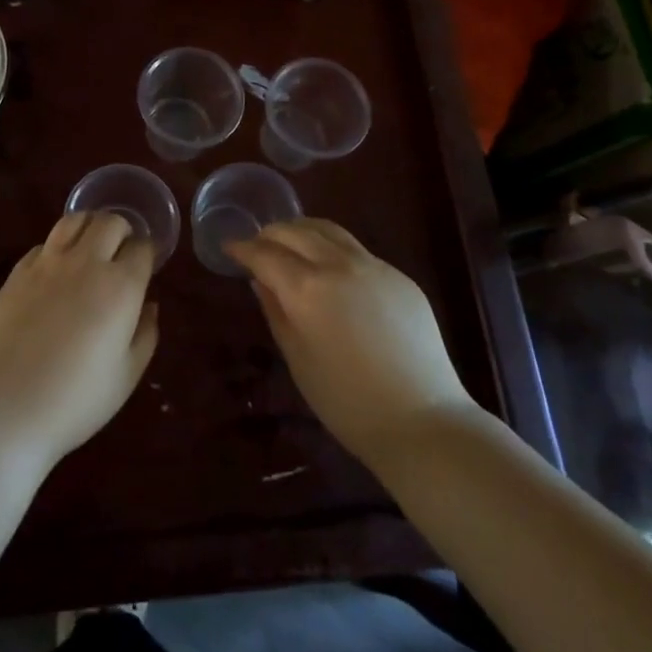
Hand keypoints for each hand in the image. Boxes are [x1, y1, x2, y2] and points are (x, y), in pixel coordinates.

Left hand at [0, 213, 158, 468]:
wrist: (4, 410)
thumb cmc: (75, 401)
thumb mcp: (126, 377)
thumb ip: (145, 334)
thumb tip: (148, 305)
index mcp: (120, 286)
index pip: (142, 247)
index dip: (147, 254)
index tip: (146, 267)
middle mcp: (86, 263)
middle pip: (110, 221)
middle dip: (122, 231)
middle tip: (121, 253)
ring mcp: (47, 263)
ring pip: (74, 219)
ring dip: (89, 227)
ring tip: (91, 248)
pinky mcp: (17, 272)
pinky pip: (44, 244)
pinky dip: (58, 248)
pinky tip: (56, 271)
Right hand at [227, 219, 474, 466]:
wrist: (422, 420)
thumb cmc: (346, 401)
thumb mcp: (297, 358)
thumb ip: (275, 311)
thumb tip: (261, 280)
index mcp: (307, 288)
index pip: (265, 254)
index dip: (243, 249)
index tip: (230, 248)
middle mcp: (339, 264)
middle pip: (297, 231)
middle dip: (271, 233)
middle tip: (257, 245)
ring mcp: (374, 266)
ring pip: (330, 231)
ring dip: (302, 230)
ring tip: (290, 242)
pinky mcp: (399, 276)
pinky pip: (357, 250)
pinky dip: (333, 249)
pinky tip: (331, 269)